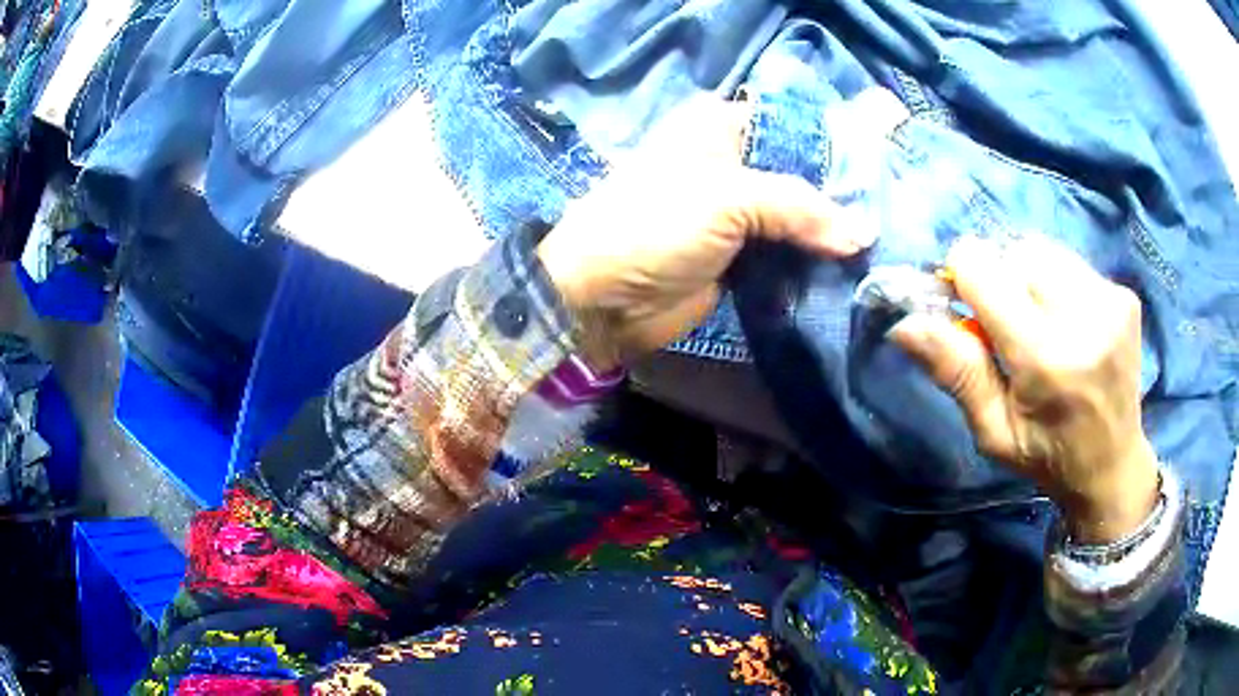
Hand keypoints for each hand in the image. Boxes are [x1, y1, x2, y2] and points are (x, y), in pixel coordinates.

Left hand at [537, 98, 873, 370]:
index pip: (795, 125)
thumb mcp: (727, 197)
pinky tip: (854, 270)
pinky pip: (788, 255)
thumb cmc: (653, 226)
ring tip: (884, 246)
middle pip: (802, 173)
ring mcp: (738, 213)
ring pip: (799, 218)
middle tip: (894, 216)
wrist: (603, 299)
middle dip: (842, 196)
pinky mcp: (741, 258)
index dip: (838, 146)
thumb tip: (862, 234)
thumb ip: (800, 207)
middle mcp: (734, 163)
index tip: (885, 172)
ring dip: (832, 235)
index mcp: (721, 127)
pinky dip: (814, 263)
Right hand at [891, 236, 1159, 542]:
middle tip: (1007, 325)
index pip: (983, 268)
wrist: (1113, 464)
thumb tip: (904, 323)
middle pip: (1014, 251)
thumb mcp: (993, 430)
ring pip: (1043, 250)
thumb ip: (956, 371)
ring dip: (1028, 276)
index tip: (965, 305)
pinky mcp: (1125, 294)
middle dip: (1000, 278)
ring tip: (1040, 322)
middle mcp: (1083, 316)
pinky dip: (1057, 282)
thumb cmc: (1047, 457)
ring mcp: (1110, 301)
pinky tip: (1067, 322)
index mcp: (1045, 358)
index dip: (963, 276)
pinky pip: (1071, 263)